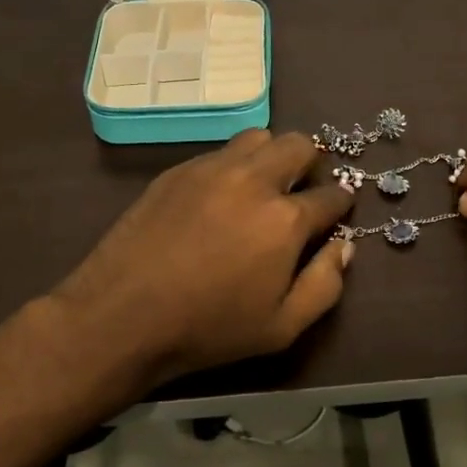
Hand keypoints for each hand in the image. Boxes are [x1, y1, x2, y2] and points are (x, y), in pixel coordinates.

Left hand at [49, 129, 352, 386]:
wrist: (122, 315)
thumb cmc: (208, 329)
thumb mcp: (282, 328)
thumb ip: (325, 285)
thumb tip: (344, 246)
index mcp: (285, 219)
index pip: (330, 196)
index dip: (341, 201)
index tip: (339, 208)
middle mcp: (253, 180)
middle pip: (300, 145)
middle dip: (312, 164)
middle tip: (302, 190)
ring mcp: (212, 169)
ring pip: (259, 137)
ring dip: (272, 155)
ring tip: (263, 186)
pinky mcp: (179, 170)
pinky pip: (220, 151)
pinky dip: (234, 165)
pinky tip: (221, 196)